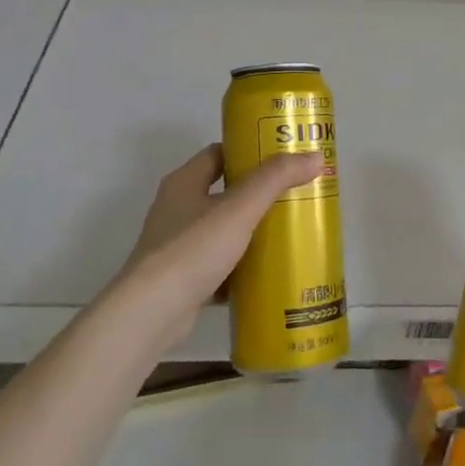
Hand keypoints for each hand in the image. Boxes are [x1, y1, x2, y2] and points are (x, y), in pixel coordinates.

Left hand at [114, 144, 327, 351]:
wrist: (151, 313)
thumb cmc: (193, 249)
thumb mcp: (240, 208)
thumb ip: (275, 180)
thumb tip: (314, 158)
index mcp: (183, 182)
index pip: (219, 153)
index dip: (249, 151)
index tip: (281, 158)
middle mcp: (176, 209)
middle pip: (223, 192)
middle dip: (257, 194)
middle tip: (293, 195)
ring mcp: (176, 247)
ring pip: (221, 231)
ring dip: (250, 232)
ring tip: (287, 233)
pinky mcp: (181, 280)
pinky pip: (218, 266)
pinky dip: (240, 269)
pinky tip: (266, 275)